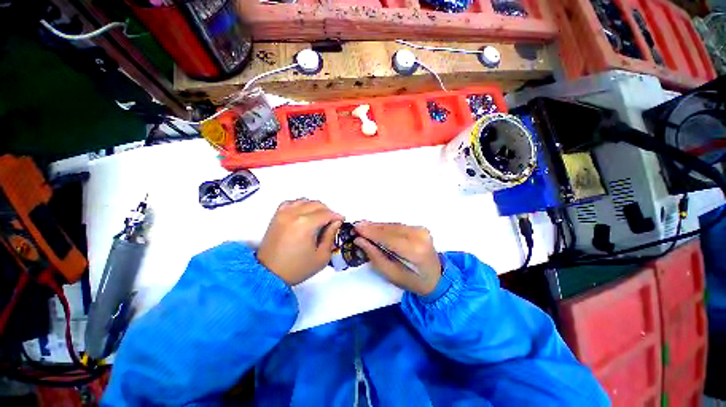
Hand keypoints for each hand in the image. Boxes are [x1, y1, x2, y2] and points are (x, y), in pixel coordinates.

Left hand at [257, 199, 342, 285]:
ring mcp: (283, 213)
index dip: (336, 216)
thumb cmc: (297, 268)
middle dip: (328, 211)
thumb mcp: (322, 256)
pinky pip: (291, 203)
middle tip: (332, 221)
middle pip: (317, 204)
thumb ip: (331, 236)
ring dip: (315, 207)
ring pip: (305, 201)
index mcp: (305, 224)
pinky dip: (301, 205)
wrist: (269, 274)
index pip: (326, 213)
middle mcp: (293, 214)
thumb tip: (335, 223)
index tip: (341, 220)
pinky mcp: (276, 216)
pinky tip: (305, 213)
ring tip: (320, 217)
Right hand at [354, 222, 441, 295]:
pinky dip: (386, 227)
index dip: (370, 232)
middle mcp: (420, 236)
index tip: (356, 228)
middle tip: (356, 226)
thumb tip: (359, 240)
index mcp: (415, 251)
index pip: (388, 238)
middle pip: (390, 229)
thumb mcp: (391, 274)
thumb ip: (375, 256)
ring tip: (363, 226)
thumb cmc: (413, 281)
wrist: (436, 277)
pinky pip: (398, 226)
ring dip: (377, 226)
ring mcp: (421, 230)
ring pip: (393, 225)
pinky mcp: (420, 228)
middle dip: (372, 227)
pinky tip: (375, 228)